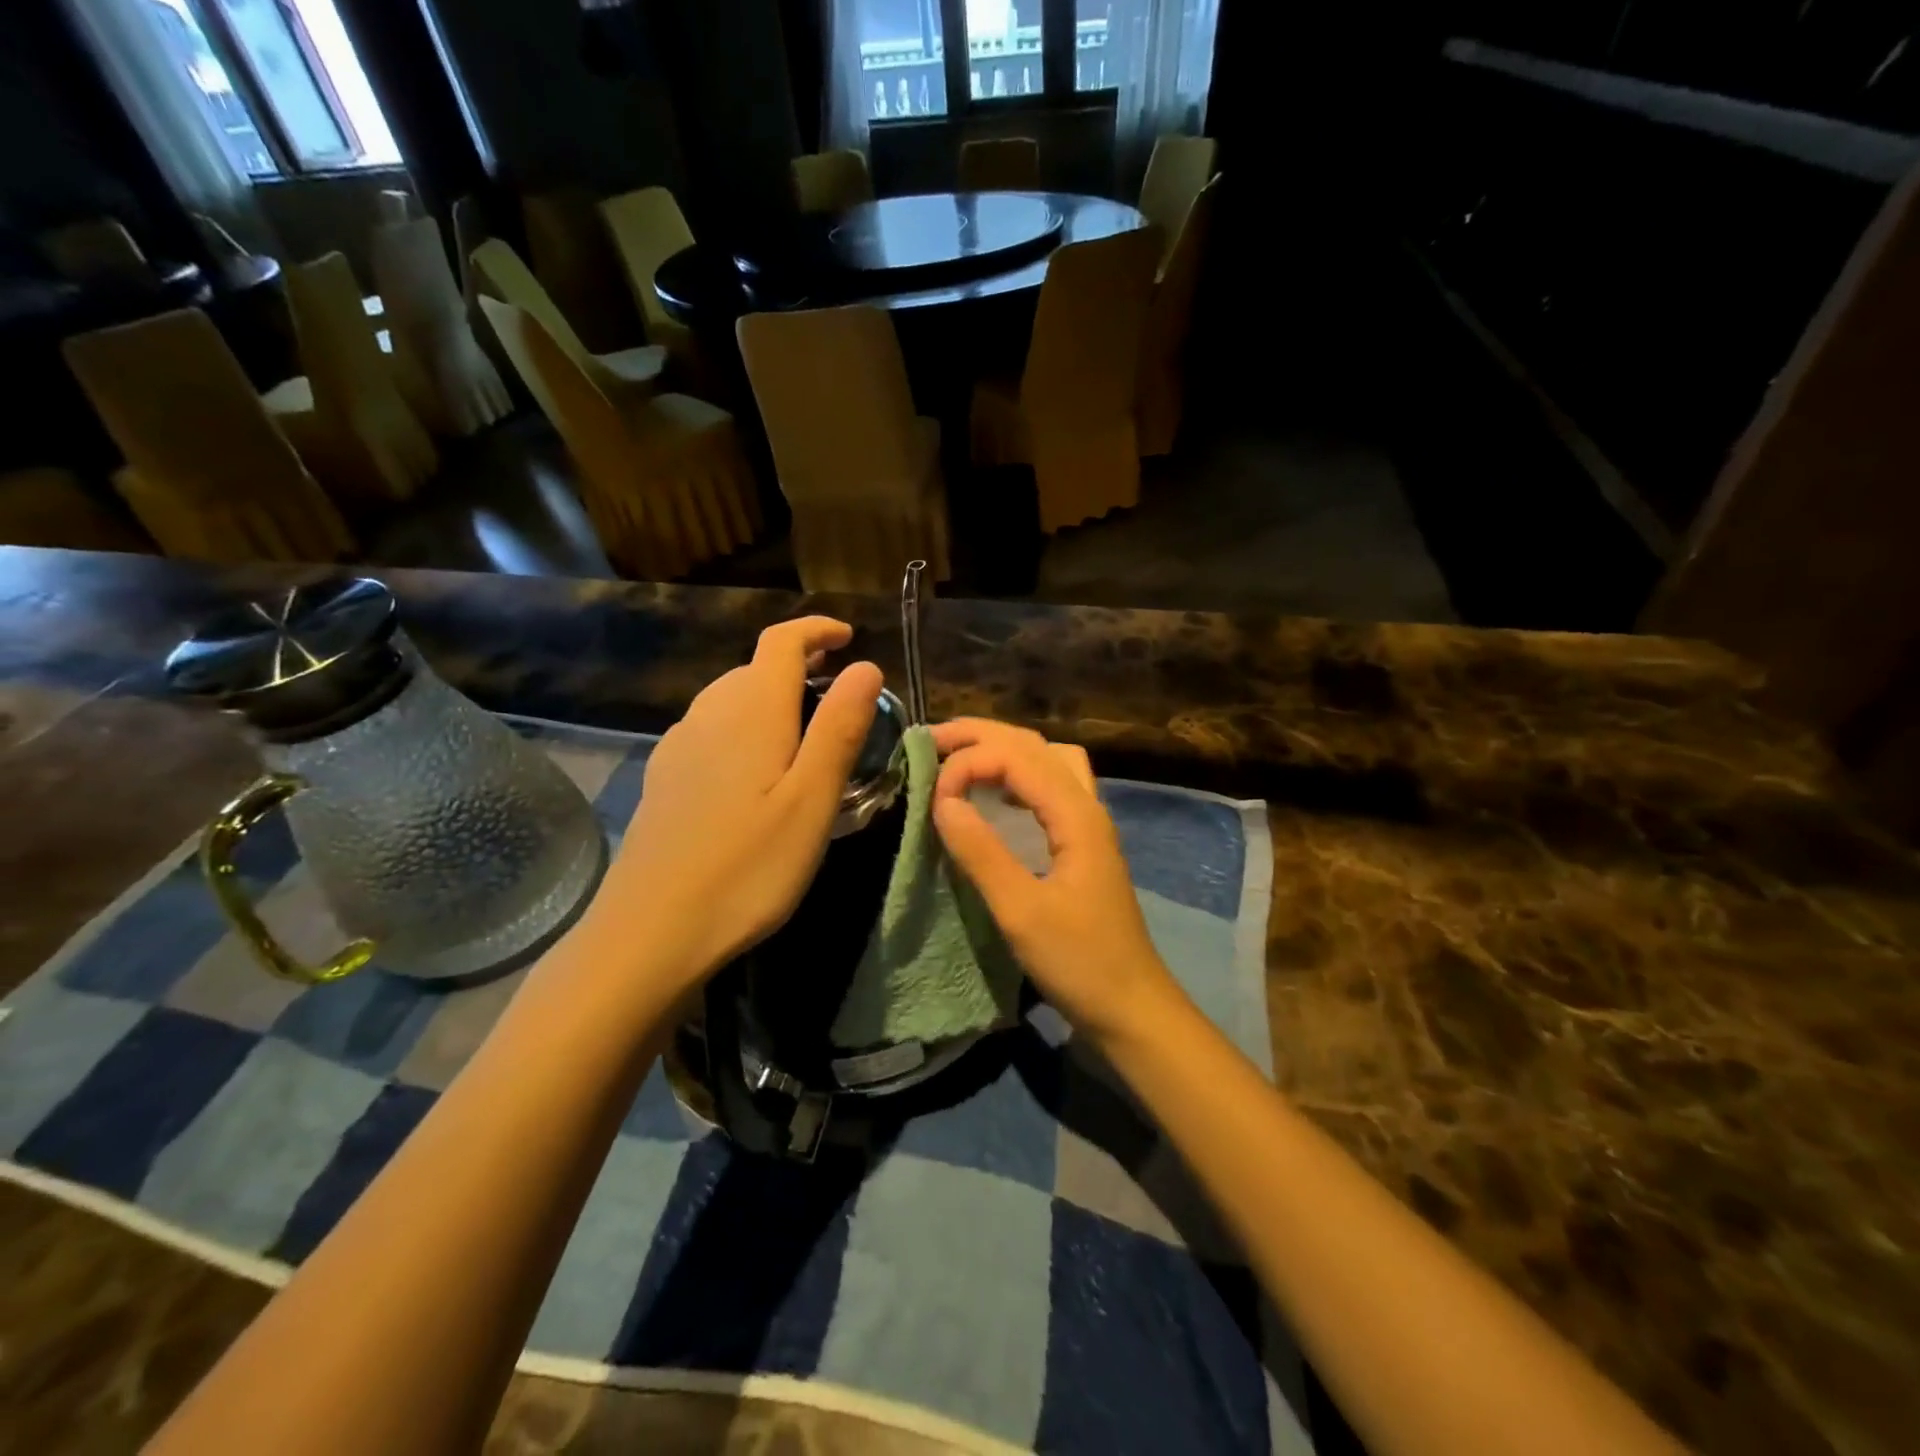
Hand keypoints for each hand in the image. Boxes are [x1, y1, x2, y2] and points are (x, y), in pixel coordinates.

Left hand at [591, 617, 881, 998]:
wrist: (650, 930)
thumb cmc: (748, 868)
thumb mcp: (812, 800)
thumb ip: (839, 728)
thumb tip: (866, 666)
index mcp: (751, 713)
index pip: (781, 642)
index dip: (816, 630)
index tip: (849, 636)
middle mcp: (709, 716)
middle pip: (754, 667)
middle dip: (798, 663)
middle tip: (838, 689)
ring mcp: (679, 747)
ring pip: (730, 697)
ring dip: (770, 694)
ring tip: (803, 725)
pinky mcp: (666, 779)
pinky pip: (710, 727)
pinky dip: (743, 723)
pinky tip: (753, 765)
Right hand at [930, 719, 1184, 1047]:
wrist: (1132, 1006)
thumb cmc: (1080, 962)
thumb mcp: (1021, 912)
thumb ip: (981, 852)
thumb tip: (942, 800)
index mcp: (1076, 815)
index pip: (1018, 757)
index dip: (970, 762)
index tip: (931, 793)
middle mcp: (1086, 806)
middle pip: (1035, 745)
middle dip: (982, 735)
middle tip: (932, 740)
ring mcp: (1087, 824)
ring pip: (1046, 761)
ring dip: (1003, 750)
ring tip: (960, 758)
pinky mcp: (1082, 843)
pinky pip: (1049, 788)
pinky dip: (1016, 777)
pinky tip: (994, 796)